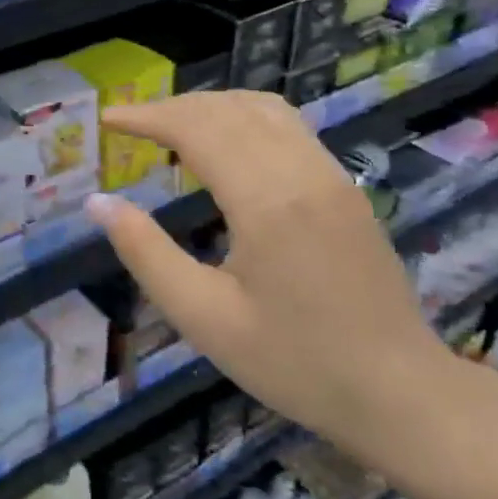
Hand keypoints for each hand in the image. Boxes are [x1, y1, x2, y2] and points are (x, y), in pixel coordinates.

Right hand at [85, 91, 472, 477]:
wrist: (399, 391)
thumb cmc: (294, 363)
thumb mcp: (204, 318)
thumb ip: (146, 253)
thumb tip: (98, 202)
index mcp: (266, 201)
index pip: (197, 128)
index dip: (147, 117)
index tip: (108, 120)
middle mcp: (302, 171)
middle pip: (227, 109)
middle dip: (172, 108)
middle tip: (130, 126)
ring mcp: (331, 174)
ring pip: (263, 108)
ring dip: (211, 106)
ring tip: (171, 128)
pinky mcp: (345, 186)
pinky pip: (289, 126)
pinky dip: (244, 117)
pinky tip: (226, 145)